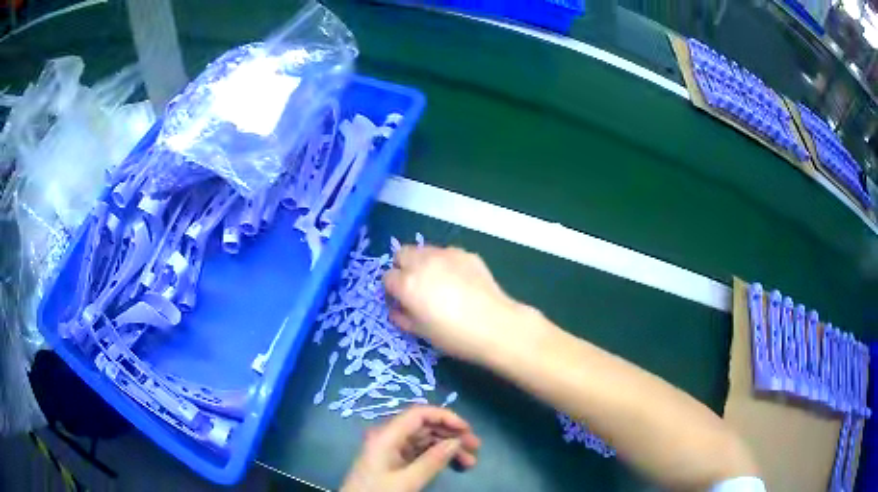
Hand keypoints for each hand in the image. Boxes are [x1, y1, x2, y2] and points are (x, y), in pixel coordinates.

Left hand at [340, 406, 480, 491]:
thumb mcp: (406, 481)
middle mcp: (389, 437)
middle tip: (475, 447)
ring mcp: (391, 449)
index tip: (467, 429)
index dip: (445, 416)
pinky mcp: (393, 461)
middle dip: (451, 433)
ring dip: (447, 447)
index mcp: (387, 436)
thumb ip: (432, 461)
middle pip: (423, 426)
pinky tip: (453, 464)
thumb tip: (457, 441)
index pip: (418, 413)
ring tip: (470, 461)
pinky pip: (419, 452)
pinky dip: (437, 456)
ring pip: (424, 439)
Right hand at [384, 245, 531, 363]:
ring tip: (438, 281)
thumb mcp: (420, 332)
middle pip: (402, 254)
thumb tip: (396, 309)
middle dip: (403, 268)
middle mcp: (422, 263)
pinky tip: (459, 280)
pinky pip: (447, 253)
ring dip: (423, 262)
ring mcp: (446, 255)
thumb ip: (402, 317)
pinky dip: (446, 263)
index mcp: (407, 284)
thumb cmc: (453, 336)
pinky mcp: (466, 253)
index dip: (392, 291)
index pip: (387, 278)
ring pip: (424, 250)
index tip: (402, 301)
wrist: (494, 326)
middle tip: (416, 286)